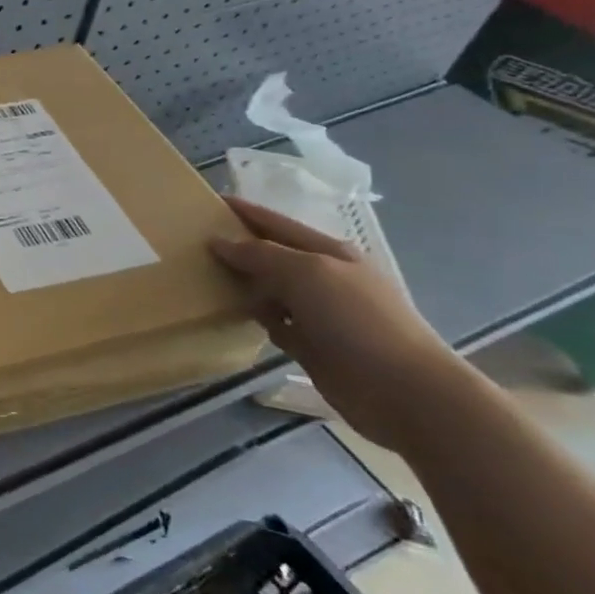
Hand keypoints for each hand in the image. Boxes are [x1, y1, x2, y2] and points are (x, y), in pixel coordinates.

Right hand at [210, 197, 468, 450]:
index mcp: (329, 252)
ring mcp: (318, 313)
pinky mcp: (311, 345)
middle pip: (270, 255)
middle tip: (191, 243)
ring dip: (241, 284)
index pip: (277, 223)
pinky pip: (272, 321)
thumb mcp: (307, 273)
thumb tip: (219, 242)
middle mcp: (323, 278)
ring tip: (200, 277)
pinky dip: (254, 317)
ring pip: (267, 289)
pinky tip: (231, 314)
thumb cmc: (357, 320)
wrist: (404, 391)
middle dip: (237, 247)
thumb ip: (260, 254)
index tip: (207, 202)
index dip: (244, 212)